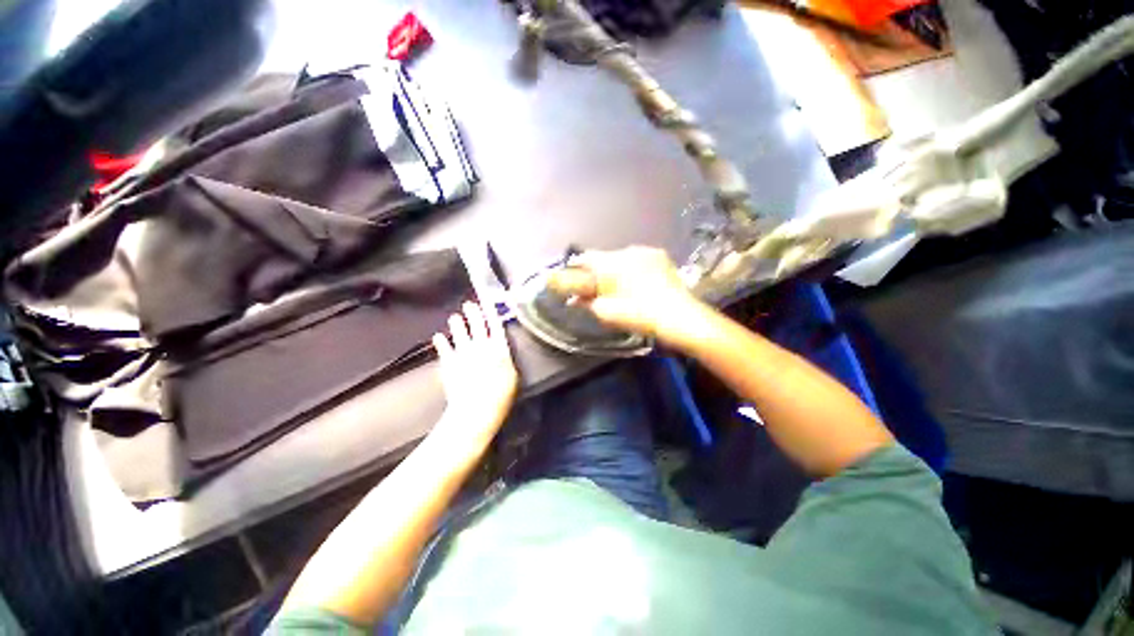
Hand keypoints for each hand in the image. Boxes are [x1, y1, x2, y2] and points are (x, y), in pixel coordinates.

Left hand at [431, 301, 518, 453]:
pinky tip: (438, 336)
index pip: (496, 326)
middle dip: (473, 313)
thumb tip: (501, 350)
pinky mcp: (449, 363)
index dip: (492, 313)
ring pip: (460, 333)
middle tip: (469, 304)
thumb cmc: (500, 395)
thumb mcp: (512, 376)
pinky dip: (441, 342)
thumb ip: (505, 359)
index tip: (488, 303)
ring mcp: (463, 353)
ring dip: (457, 324)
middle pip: (477, 325)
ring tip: (454, 317)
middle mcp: (481, 346)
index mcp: (498, 348)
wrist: (476, 408)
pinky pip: (444, 348)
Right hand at [546, 246, 705, 344]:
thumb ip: (587, 302)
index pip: (585, 258)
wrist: (678, 316)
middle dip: (598, 271)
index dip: (575, 268)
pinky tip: (638, 283)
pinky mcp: (660, 256)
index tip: (573, 279)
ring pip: (621, 257)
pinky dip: (632, 268)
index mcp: (611, 263)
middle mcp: (626, 251)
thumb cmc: (638, 315)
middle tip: (597, 288)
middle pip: (603, 257)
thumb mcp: (606, 312)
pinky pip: (638, 259)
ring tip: (620, 287)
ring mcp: (646, 251)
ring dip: (616, 269)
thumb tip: (574, 300)